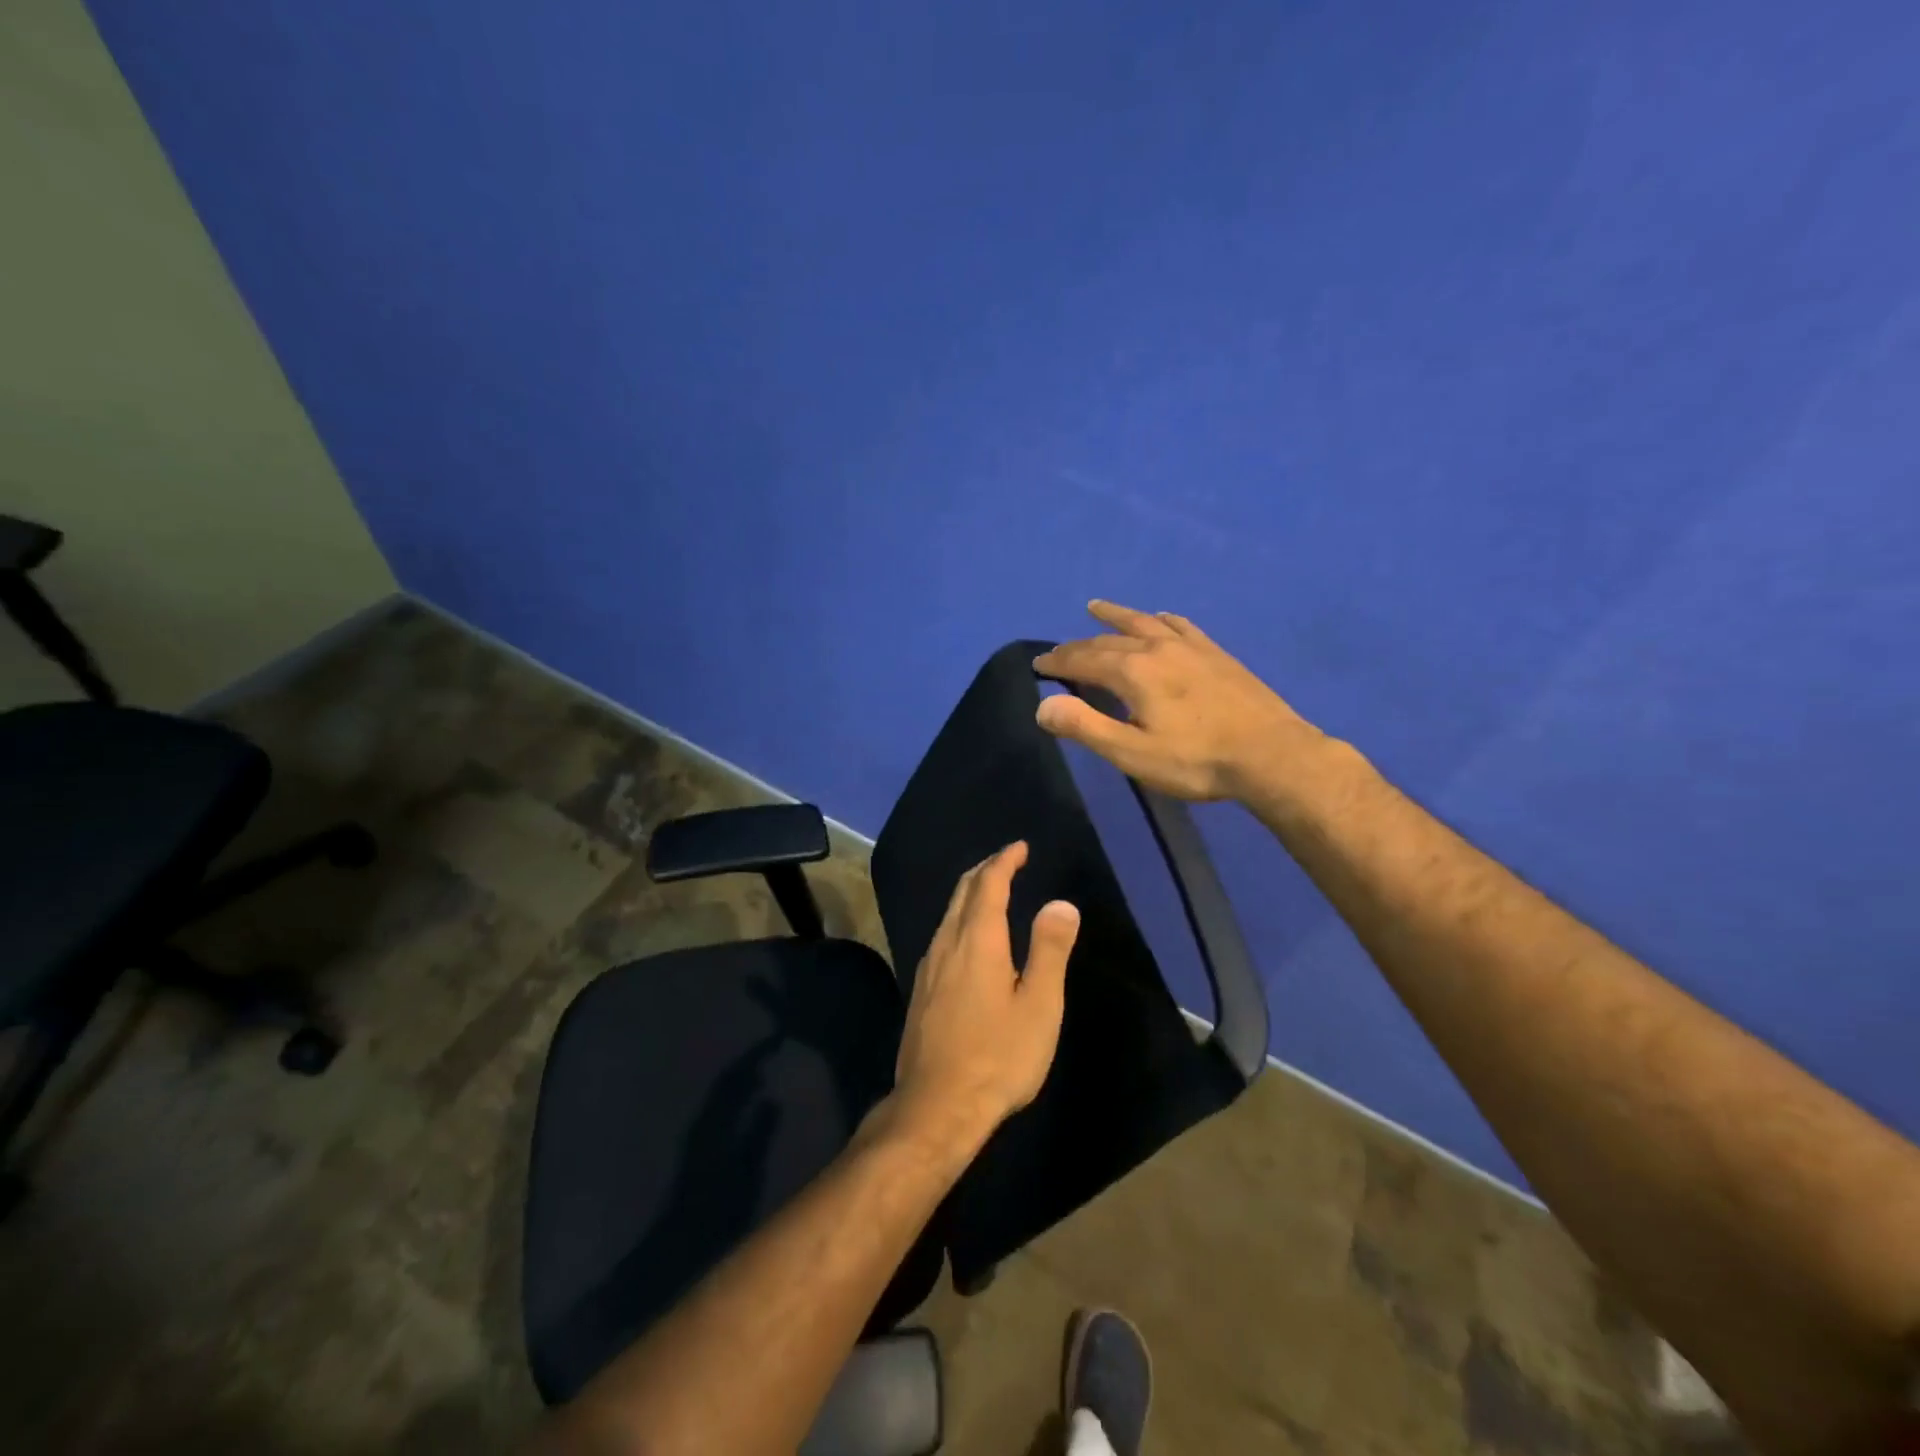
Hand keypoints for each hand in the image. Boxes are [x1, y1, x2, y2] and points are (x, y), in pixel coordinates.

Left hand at [890, 842, 1079, 1156]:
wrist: (935, 1106)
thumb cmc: (998, 1056)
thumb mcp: (1039, 1006)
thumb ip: (1049, 950)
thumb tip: (1060, 903)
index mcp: (978, 940)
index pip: (989, 883)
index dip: (1005, 860)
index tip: (1020, 847)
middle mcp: (947, 943)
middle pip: (963, 892)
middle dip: (985, 870)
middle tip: (1007, 861)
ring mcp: (928, 966)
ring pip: (948, 913)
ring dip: (970, 893)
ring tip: (991, 890)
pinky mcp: (921, 989)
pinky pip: (942, 935)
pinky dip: (960, 918)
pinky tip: (969, 937)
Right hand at [1032, 600, 1321, 801]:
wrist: (1270, 754)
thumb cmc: (1196, 761)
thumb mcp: (1132, 753)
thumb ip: (1085, 727)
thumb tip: (1042, 705)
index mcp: (1133, 672)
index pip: (1083, 660)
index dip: (1058, 662)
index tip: (1038, 663)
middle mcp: (1157, 649)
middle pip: (1108, 640)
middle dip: (1078, 645)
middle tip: (1058, 651)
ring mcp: (1190, 648)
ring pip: (1144, 623)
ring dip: (1116, 616)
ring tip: (1096, 607)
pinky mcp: (1216, 654)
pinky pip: (1181, 626)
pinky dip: (1162, 619)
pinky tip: (1162, 617)